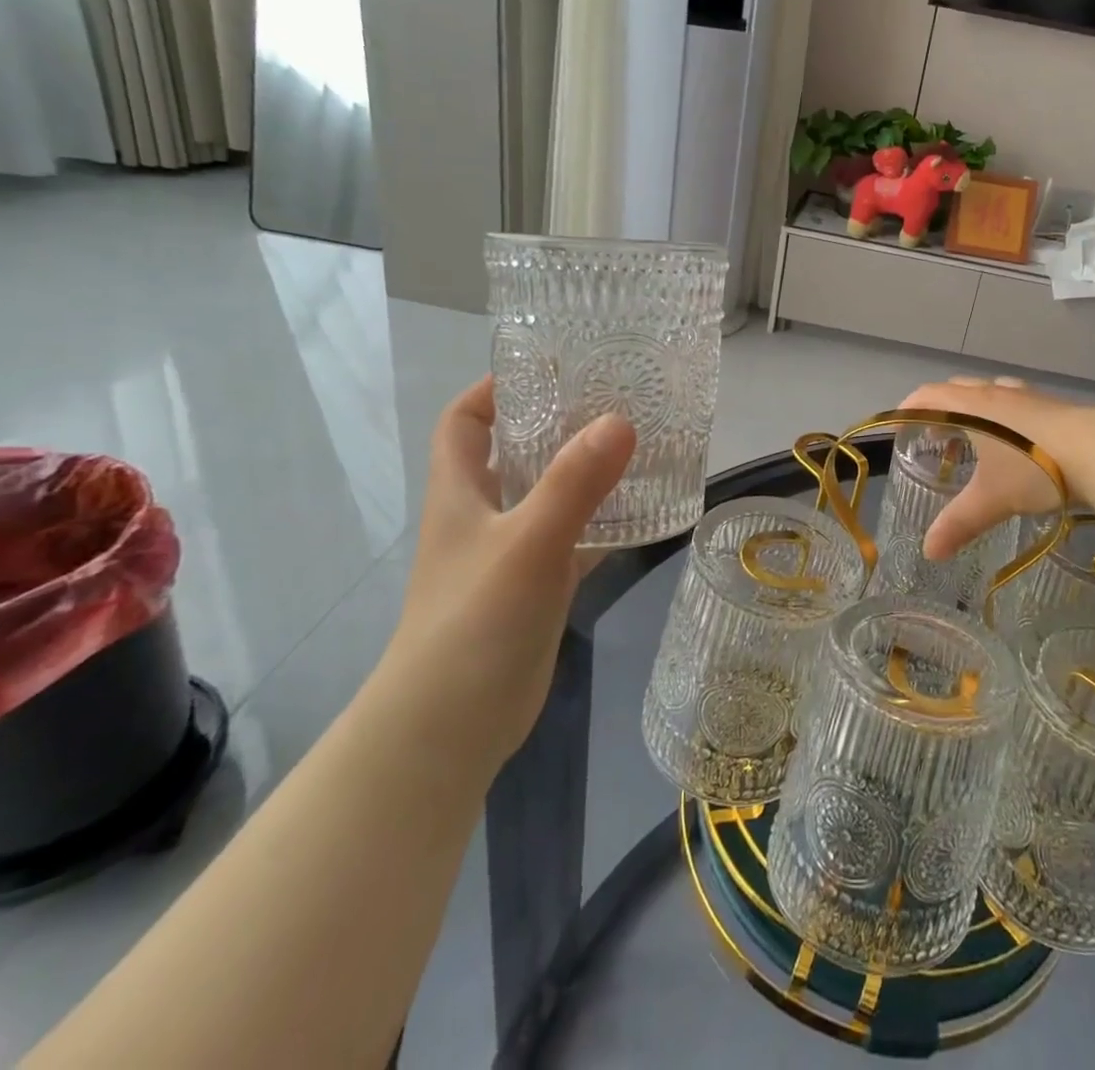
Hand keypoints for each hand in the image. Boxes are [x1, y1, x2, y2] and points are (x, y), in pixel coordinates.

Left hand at [378, 378, 635, 766]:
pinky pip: (575, 538)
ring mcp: (510, 552)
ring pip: (549, 494)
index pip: (464, 421)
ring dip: (585, 470)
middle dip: (556, 422)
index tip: (547, 367)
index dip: (494, 388)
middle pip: (514, 451)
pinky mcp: (537, 586)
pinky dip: (603, 522)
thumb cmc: (474, 621)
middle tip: (613, 398)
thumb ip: (574, 482)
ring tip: (638, 444)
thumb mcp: (528, 542)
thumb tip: (620, 420)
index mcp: (460, 492)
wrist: (450, 727)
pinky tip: (644, 511)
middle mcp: (483, 515)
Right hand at [898, 376, 1094, 558]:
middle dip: (941, 409)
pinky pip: (1016, 402)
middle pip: (958, 389)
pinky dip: (1003, 416)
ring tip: (975, 438)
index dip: (909, 407)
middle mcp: (997, 394)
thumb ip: (958, 524)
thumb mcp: (992, 500)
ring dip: (974, 410)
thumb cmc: (1035, 468)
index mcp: (973, 406)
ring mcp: (1028, 397)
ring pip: (990, 393)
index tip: (897, 425)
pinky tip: (1016, 442)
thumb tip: (929, 552)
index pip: (929, 395)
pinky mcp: (1055, 406)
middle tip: (935, 437)